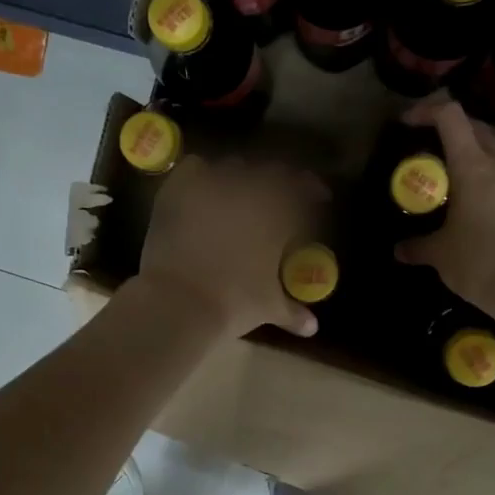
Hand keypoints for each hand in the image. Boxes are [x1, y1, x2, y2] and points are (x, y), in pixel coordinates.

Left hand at [134, 154, 322, 339]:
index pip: (303, 189)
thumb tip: (312, 328)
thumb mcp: (269, 308)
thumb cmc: (234, 304)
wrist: (180, 301)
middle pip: (271, 172)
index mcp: (278, 214)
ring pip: (233, 167)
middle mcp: (248, 190)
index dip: (311, 189)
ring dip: (240, 177)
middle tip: (276, 197)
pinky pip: (194, 168)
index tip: (317, 196)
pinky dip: (201, 174)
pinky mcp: (178, 190)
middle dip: (277, 182)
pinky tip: (201, 187)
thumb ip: (292, 312)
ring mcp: (212, 186)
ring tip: (237, 193)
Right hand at [394, 98, 494, 319]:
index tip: (408, 122)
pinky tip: (484, 210)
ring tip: (458, 181)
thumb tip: (399, 250)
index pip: (451, 116)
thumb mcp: (440, 256)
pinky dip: (494, 184)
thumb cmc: (479, 265)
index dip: (427, 111)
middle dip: (453, 130)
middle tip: (432, 148)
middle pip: (478, 129)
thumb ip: (418, 246)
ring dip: (476, 157)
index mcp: (475, 168)